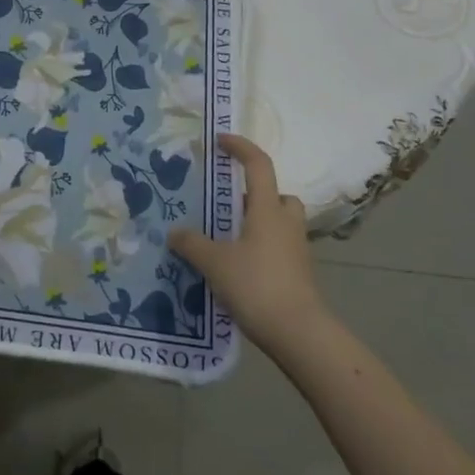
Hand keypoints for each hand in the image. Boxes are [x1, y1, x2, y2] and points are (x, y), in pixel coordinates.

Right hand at [170, 133, 325, 353]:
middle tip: (229, 205)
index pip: (259, 165)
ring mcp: (297, 250)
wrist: (299, 334)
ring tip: (229, 238)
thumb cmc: (257, 285)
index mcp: (267, 210)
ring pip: (280, 222)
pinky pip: (279, 248)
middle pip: (278, 195)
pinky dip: (261, 248)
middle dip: (257, 195)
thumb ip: (192, 244)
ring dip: (260, 223)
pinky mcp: (299, 274)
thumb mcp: (214, 263)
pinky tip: (239, 266)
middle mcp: (286, 223)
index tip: (221, 141)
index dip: (241, 147)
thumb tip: (175, 232)